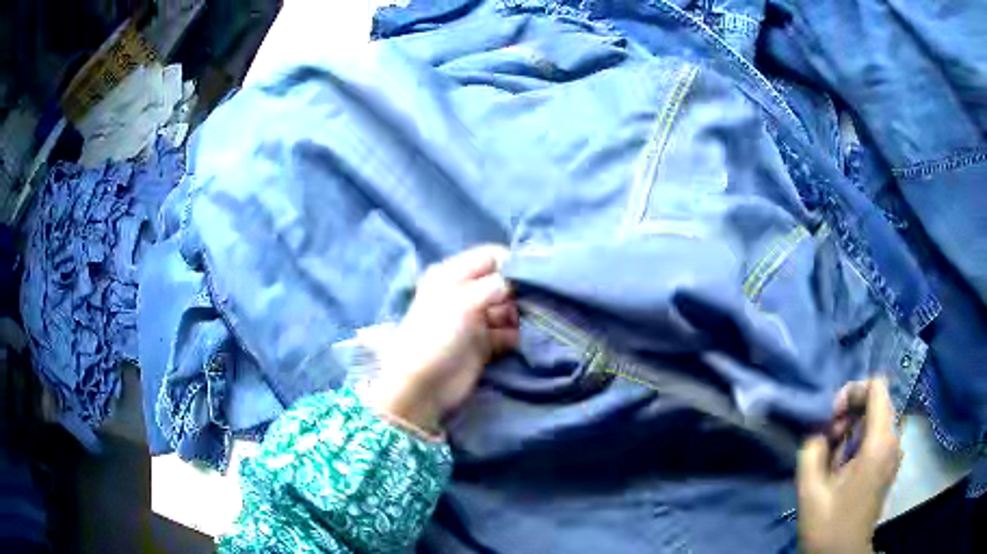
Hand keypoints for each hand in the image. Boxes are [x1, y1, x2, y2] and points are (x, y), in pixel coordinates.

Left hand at [366, 245, 519, 434]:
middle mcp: (465, 293)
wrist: (421, 385)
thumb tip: (519, 278)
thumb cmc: (437, 335)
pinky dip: (518, 334)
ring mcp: (475, 319)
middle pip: (502, 282)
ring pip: (508, 308)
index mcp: (453, 274)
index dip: (512, 262)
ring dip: (522, 313)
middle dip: (521, 290)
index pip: (490, 256)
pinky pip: (508, 332)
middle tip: (539, 300)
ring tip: (535, 321)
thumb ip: (495, 285)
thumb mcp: (463, 301)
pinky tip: (527, 338)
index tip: (536, 274)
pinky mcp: (483, 344)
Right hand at [797, 378, 902, 553]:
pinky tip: (843, 466)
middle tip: (827, 440)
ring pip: (876, 419)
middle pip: (877, 401)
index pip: (877, 387)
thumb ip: (812, 451)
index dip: (853, 391)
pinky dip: (859, 441)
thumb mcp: (811, 492)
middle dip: (850, 413)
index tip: (832, 417)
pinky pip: (877, 436)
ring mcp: (894, 453)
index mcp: (879, 443)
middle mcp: (894, 440)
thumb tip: (818, 431)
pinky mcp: (889, 464)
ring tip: (832, 457)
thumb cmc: (829, 526)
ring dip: (853, 428)